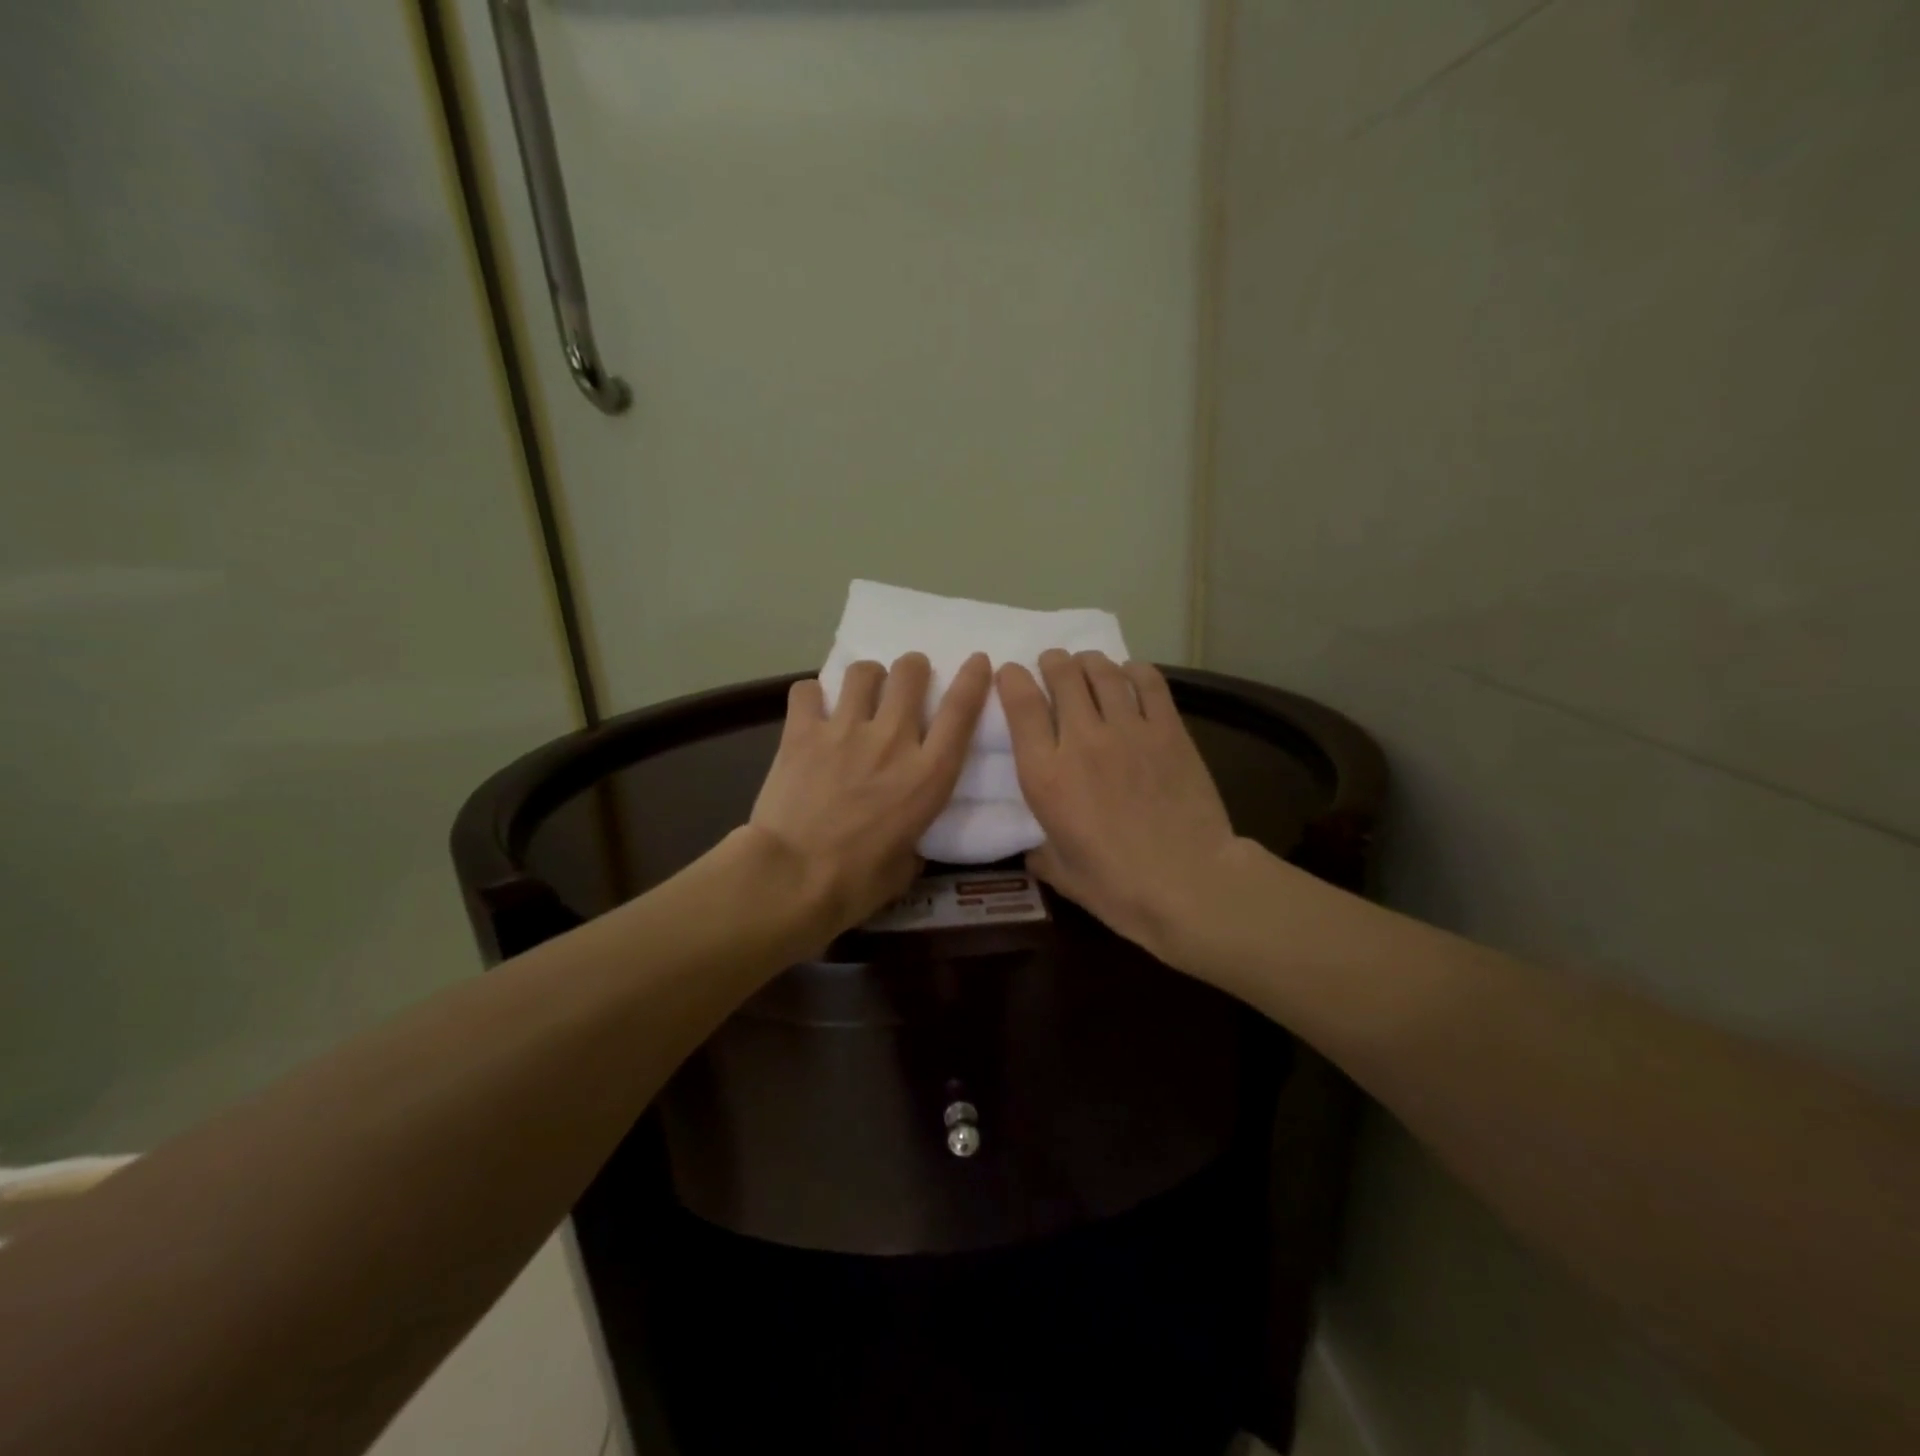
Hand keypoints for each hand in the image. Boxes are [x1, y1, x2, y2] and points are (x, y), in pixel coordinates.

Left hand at [748, 651, 991, 935]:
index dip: (973, 678)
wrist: (791, 879)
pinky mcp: (802, 732)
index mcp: (928, 774)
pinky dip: (812, 696)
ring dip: (867, 678)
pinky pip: (808, 691)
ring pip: (863, 672)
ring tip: (859, 694)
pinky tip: (812, 711)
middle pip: (910, 673)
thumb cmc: (856, 883)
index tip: (977, 661)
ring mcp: (845, 731)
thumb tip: (908, 838)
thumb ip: (914, 837)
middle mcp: (893, 740)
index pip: (961, 710)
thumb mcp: (907, 865)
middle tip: (906, 681)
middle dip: (912, 669)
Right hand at [1000, 651, 1240, 960]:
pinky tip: (1130, 676)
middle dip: (1052, 663)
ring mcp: (1128, 730)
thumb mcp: (1061, 874)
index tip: (1011, 675)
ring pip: (1102, 671)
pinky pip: (1148, 682)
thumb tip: (1033, 849)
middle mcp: (1081, 740)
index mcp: (1045, 774)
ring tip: (1087, 666)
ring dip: (1089, 662)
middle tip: (1053, 666)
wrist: (1190, 884)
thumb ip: (1040, 852)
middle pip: (1062, 675)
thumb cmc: (1117, 887)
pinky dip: (1134, 671)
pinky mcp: (1169, 730)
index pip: (1020, 703)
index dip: (1011, 679)